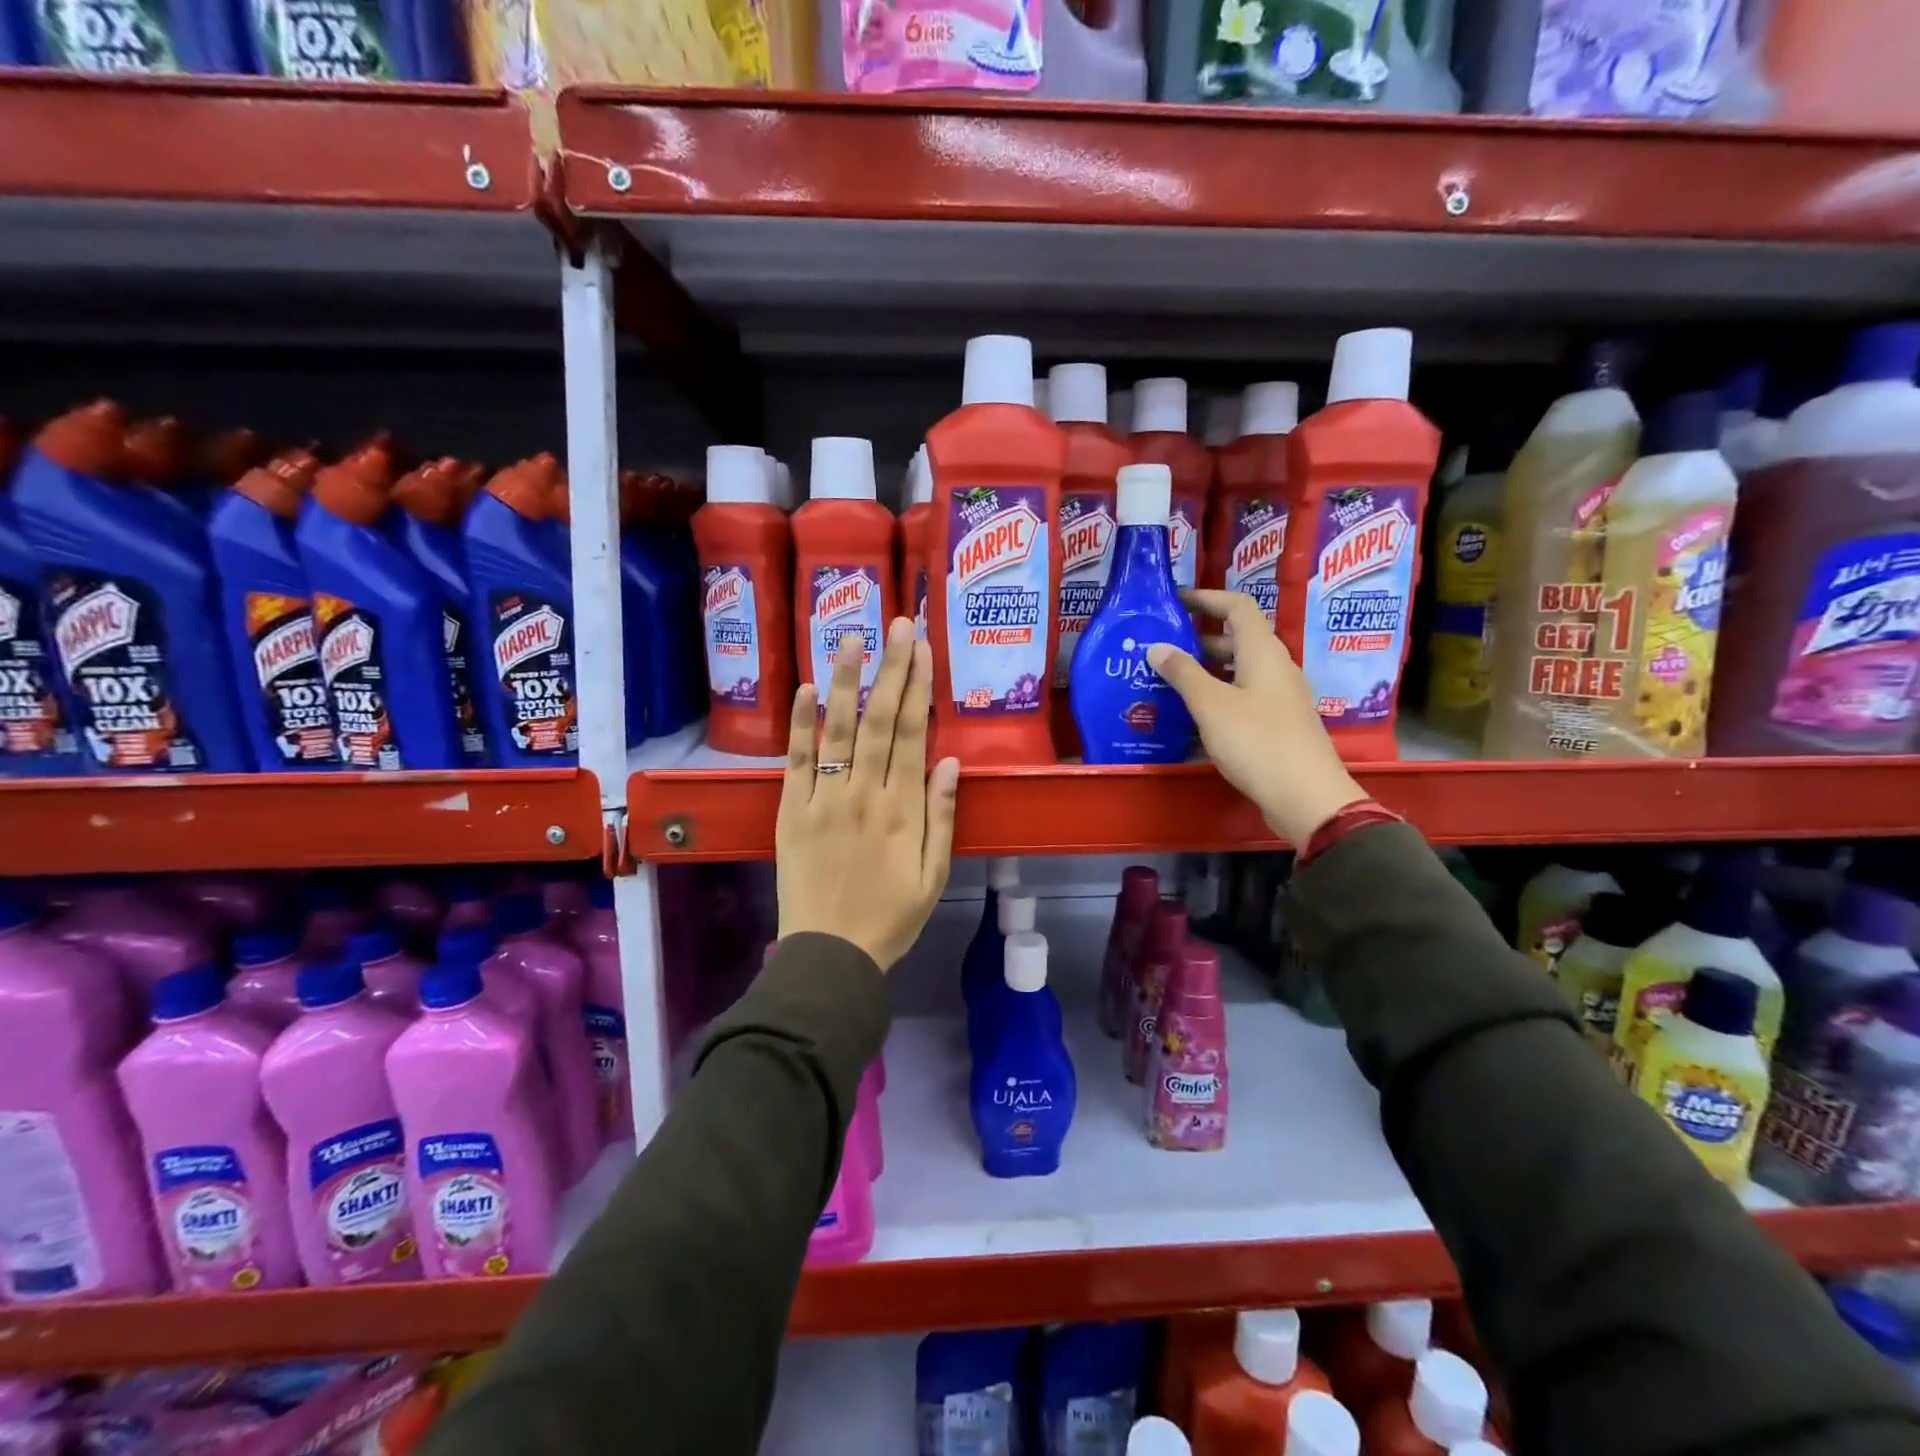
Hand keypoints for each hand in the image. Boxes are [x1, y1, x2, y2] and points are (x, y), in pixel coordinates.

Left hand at [776, 618, 959, 969]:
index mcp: (904, 810)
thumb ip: (943, 817)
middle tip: (896, 624)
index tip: (922, 649)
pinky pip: (796, 761)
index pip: (914, 735)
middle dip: (890, 668)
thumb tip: (950, 762)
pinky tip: (805, 688)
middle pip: (880, 721)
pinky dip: (800, 724)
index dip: (919, 687)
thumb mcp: (935, 876)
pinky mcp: (791, 811)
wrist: (830, 955)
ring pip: (838, 730)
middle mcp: (864, 794)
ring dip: (845, 681)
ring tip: (850, 637)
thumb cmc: (891, 918)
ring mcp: (824, 800)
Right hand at [1146, 590, 1366, 846]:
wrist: (1306, 797)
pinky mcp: (1279, 724)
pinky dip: (1218, 698)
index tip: (1174, 601)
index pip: (1237, 607)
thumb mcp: (1211, 706)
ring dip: (1206, 672)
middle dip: (1199, 641)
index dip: (1207, 598)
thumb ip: (1182, 674)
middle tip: (1162, 649)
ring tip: (1168, 683)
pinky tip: (1193, 718)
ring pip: (1239, 672)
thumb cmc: (1257, 742)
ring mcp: (1280, 698)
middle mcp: (1276, 668)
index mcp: (1263, 653)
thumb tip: (1156, 646)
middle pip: (1237, 641)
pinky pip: (1243, 698)